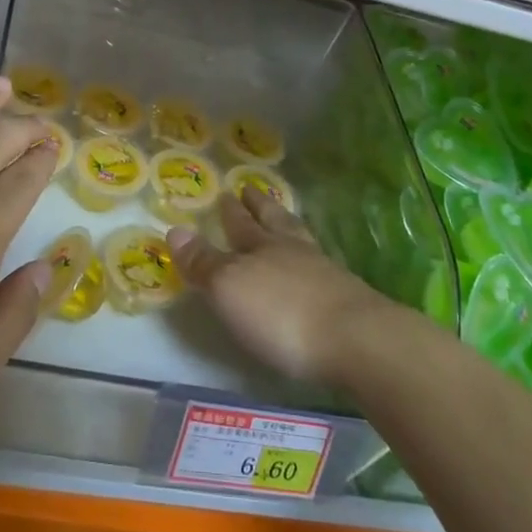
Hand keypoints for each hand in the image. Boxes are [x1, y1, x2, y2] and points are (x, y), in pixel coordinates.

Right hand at [168, 189, 398, 387]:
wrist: (356, 341)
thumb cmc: (281, 313)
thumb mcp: (229, 288)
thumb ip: (204, 262)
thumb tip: (174, 230)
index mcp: (262, 246)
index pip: (241, 223)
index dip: (232, 210)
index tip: (227, 192)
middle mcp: (293, 251)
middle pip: (274, 222)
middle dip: (259, 207)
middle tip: (250, 190)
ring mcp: (324, 273)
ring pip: (299, 240)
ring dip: (287, 227)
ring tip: (282, 219)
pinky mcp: (345, 299)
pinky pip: (319, 267)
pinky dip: (308, 260)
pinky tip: (310, 267)